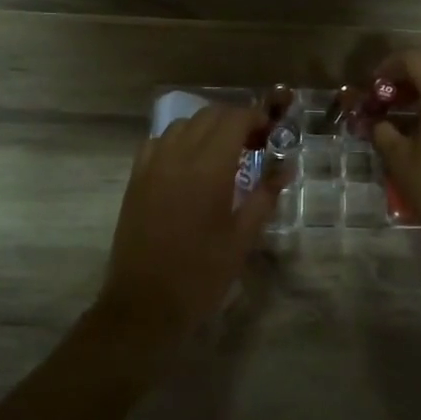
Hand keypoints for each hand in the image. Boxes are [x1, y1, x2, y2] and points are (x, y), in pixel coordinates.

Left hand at [99, 105, 281, 342]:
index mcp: (208, 168)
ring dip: (206, 128)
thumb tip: (284, 169)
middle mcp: (177, 156)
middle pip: (208, 115)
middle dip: (234, 121)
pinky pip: (157, 143)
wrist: (145, 303)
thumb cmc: (201, 274)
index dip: (255, 118)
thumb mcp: (242, 238)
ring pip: (181, 125)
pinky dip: (177, 141)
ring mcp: (151, 165)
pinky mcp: (135, 179)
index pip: (233, 120)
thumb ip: (264, 196)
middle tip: (253, 144)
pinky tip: (187, 164)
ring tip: (222, 153)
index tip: (269, 134)